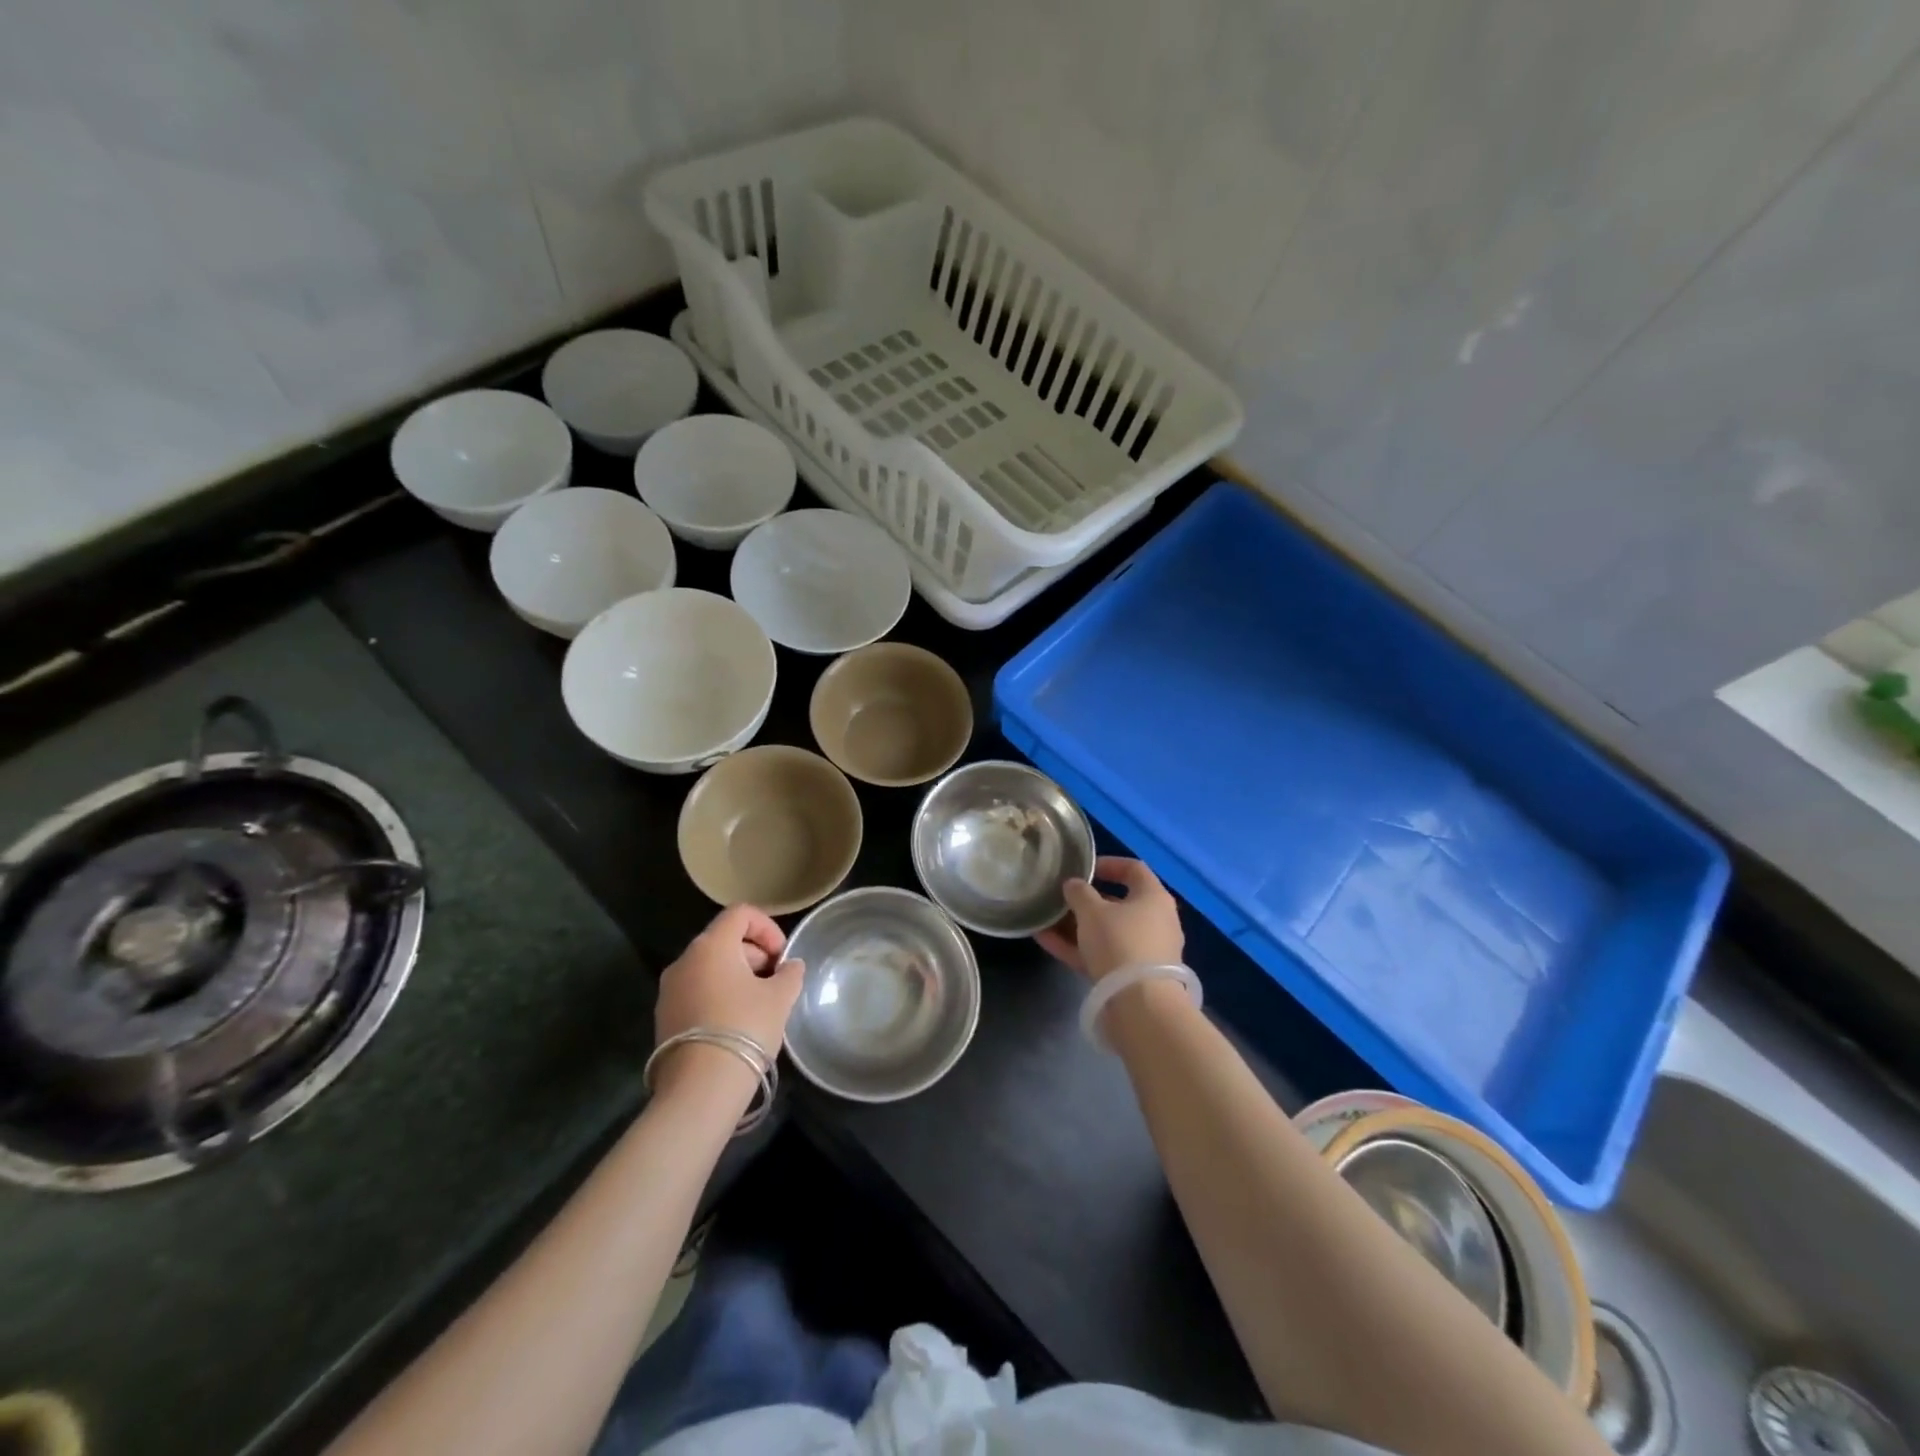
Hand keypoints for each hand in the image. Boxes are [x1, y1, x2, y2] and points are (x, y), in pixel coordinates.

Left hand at [653, 905, 804, 1090]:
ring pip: (709, 967)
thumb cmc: (745, 1028)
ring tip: (758, 1005)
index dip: (767, 927)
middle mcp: (684, 960)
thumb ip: (790, 973)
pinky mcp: (663, 1017)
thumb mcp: (780, 997)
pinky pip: (696, 992)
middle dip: (754, 954)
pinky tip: (735, 1024)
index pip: (740, 913)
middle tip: (775, 982)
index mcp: (711, 946)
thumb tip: (790, 966)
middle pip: (724, 939)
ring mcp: (669, 990)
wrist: (700, 1088)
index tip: (782, 956)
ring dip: (736, 976)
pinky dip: (718, 996)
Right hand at [1035, 856, 1183, 982]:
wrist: (1140, 1006)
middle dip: (1086, 900)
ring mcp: (1144, 951)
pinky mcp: (1132, 977)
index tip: (1083, 868)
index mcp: (1153, 898)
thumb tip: (1073, 885)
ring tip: (1045, 919)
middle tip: (1061, 897)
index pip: (1134, 869)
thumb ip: (1079, 893)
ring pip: (1107, 932)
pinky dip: (1077, 947)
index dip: (1108, 864)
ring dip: (1077, 925)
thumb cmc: (1120, 943)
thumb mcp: (1092, 911)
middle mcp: (1155, 922)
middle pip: (1118, 903)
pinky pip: (1101, 955)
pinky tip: (1045, 941)